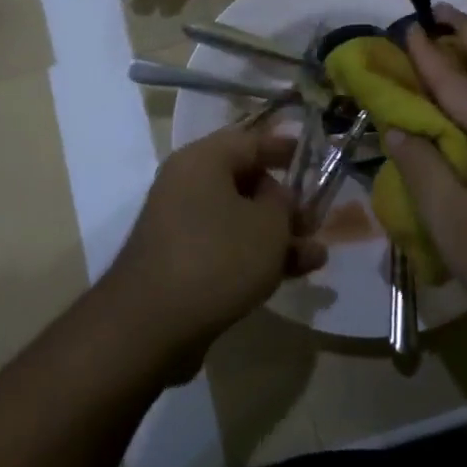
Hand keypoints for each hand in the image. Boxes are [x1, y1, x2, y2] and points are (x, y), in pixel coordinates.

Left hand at [106, 128, 325, 373]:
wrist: (151, 325)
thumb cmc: (217, 258)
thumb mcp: (268, 225)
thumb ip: (284, 204)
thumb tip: (279, 198)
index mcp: (202, 160)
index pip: (250, 141)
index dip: (285, 148)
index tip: (313, 156)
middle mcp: (186, 184)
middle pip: (245, 181)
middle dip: (285, 202)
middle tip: (316, 220)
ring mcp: (180, 224)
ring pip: (239, 218)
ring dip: (277, 235)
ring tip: (316, 256)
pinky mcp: (180, 261)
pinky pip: (225, 246)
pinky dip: (255, 255)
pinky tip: (292, 274)